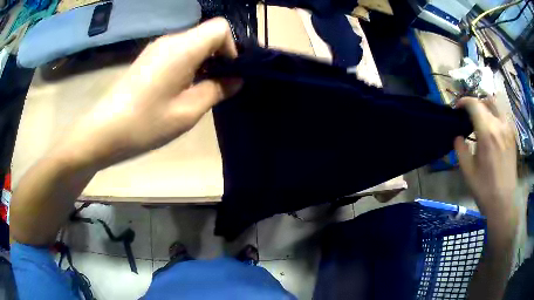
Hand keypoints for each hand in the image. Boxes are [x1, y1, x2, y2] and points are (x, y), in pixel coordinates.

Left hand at [56, 17, 241, 168]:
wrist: (104, 130)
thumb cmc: (146, 123)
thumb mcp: (187, 112)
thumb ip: (217, 91)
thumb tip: (236, 80)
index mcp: (183, 48)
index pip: (220, 27)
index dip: (231, 47)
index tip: (228, 72)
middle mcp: (170, 40)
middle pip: (207, 33)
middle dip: (219, 56)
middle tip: (217, 85)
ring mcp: (157, 47)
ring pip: (193, 43)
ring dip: (203, 62)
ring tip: (197, 90)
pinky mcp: (148, 57)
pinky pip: (177, 51)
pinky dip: (188, 64)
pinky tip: (179, 88)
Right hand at [454, 97, 516, 220]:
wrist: (504, 202)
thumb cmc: (485, 189)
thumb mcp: (467, 172)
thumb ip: (460, 149)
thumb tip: (457, 136)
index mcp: (487, 133)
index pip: (474, 104)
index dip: (463, 102)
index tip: (457, 108)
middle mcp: (499, 125)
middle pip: (486, 100)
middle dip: (475, 103)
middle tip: (469, 115)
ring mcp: (508, 129)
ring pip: (497, 105)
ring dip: (487, 106)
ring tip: (482, 119)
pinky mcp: (512, 135)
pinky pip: (503, 115)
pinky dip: (496, 114)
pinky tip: (493, 129)